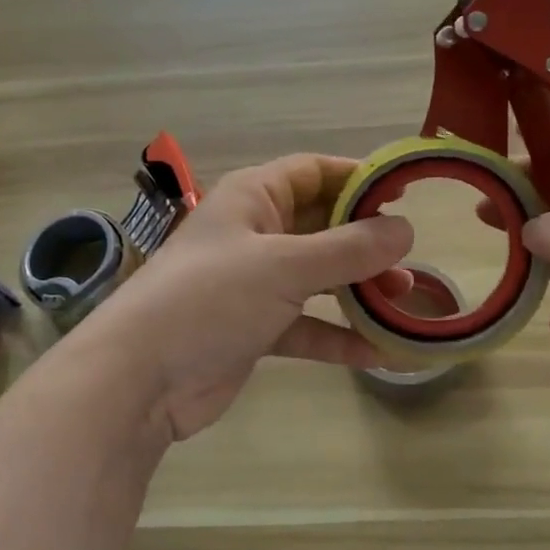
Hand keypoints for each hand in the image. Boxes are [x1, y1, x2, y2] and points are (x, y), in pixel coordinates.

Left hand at [70, 154, 414, 442]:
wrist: (139, 378)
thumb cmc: (211, 298)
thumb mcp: (285, 266)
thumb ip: (349, 249)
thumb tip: (406, 229)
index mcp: (254, 198)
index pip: (314, 171)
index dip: (357, 177)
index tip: (404, 195)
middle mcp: (255, 233)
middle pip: (322, 225)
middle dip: (366, 241)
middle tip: (410, 259)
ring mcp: (253, 283)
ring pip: (318, 277)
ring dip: (358, 288)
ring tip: (403, 301)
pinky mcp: (254, 329)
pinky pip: (306, 324)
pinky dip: (337, 335)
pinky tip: (377, 353)